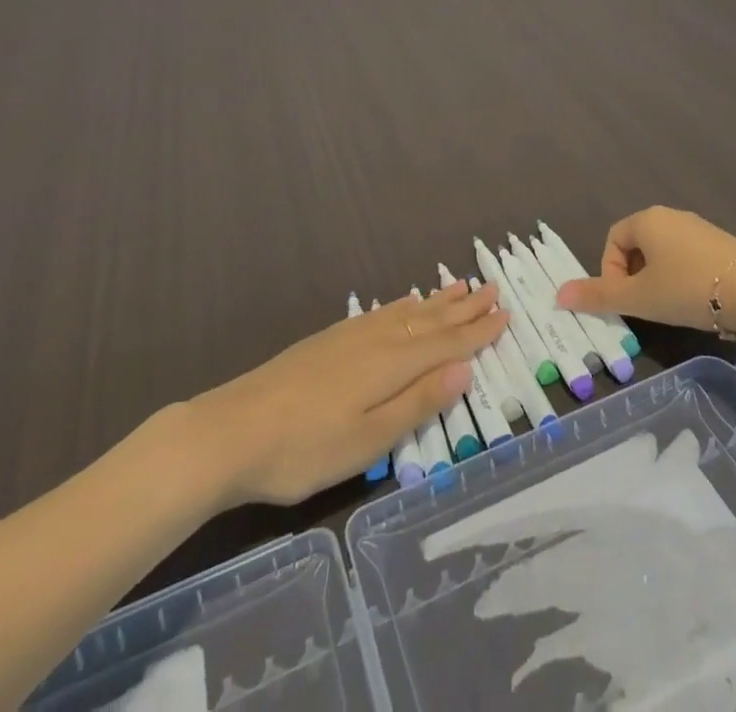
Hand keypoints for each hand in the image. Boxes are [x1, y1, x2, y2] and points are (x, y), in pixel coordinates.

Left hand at [198, 281, 505, 504]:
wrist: (230, 430)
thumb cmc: (304, 449)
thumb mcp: (367, 440)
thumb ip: (417, 403)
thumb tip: (465, 370)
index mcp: (391, 365)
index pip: (446, 344)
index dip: (477, 332)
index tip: (505, 313)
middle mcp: (377, 341)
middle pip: (429, 321)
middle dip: (463, 308)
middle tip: (492, 289)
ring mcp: (350, 337)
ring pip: (406, 312)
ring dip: (436, 301)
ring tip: (458, 286)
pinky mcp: (328, 340)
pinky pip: (381, 312)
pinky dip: (403, 305)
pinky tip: (403, 303)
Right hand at [554, 207, 735, 338]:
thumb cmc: (687, 288)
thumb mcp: (639, 297)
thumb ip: (598, 296)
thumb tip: (558, 295)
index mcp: (647, 219)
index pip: (613, 239)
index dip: (610, 271)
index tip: (624, 300)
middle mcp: (672, 216)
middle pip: (638, 245)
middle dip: (634, 277)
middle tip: (644, 306)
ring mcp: (700, 228)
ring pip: (665, 253)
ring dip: (658, 279)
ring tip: (671, 308)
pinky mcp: (722, 244)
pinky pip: (689, 258)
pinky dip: (683, 278)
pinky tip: (698, 302)